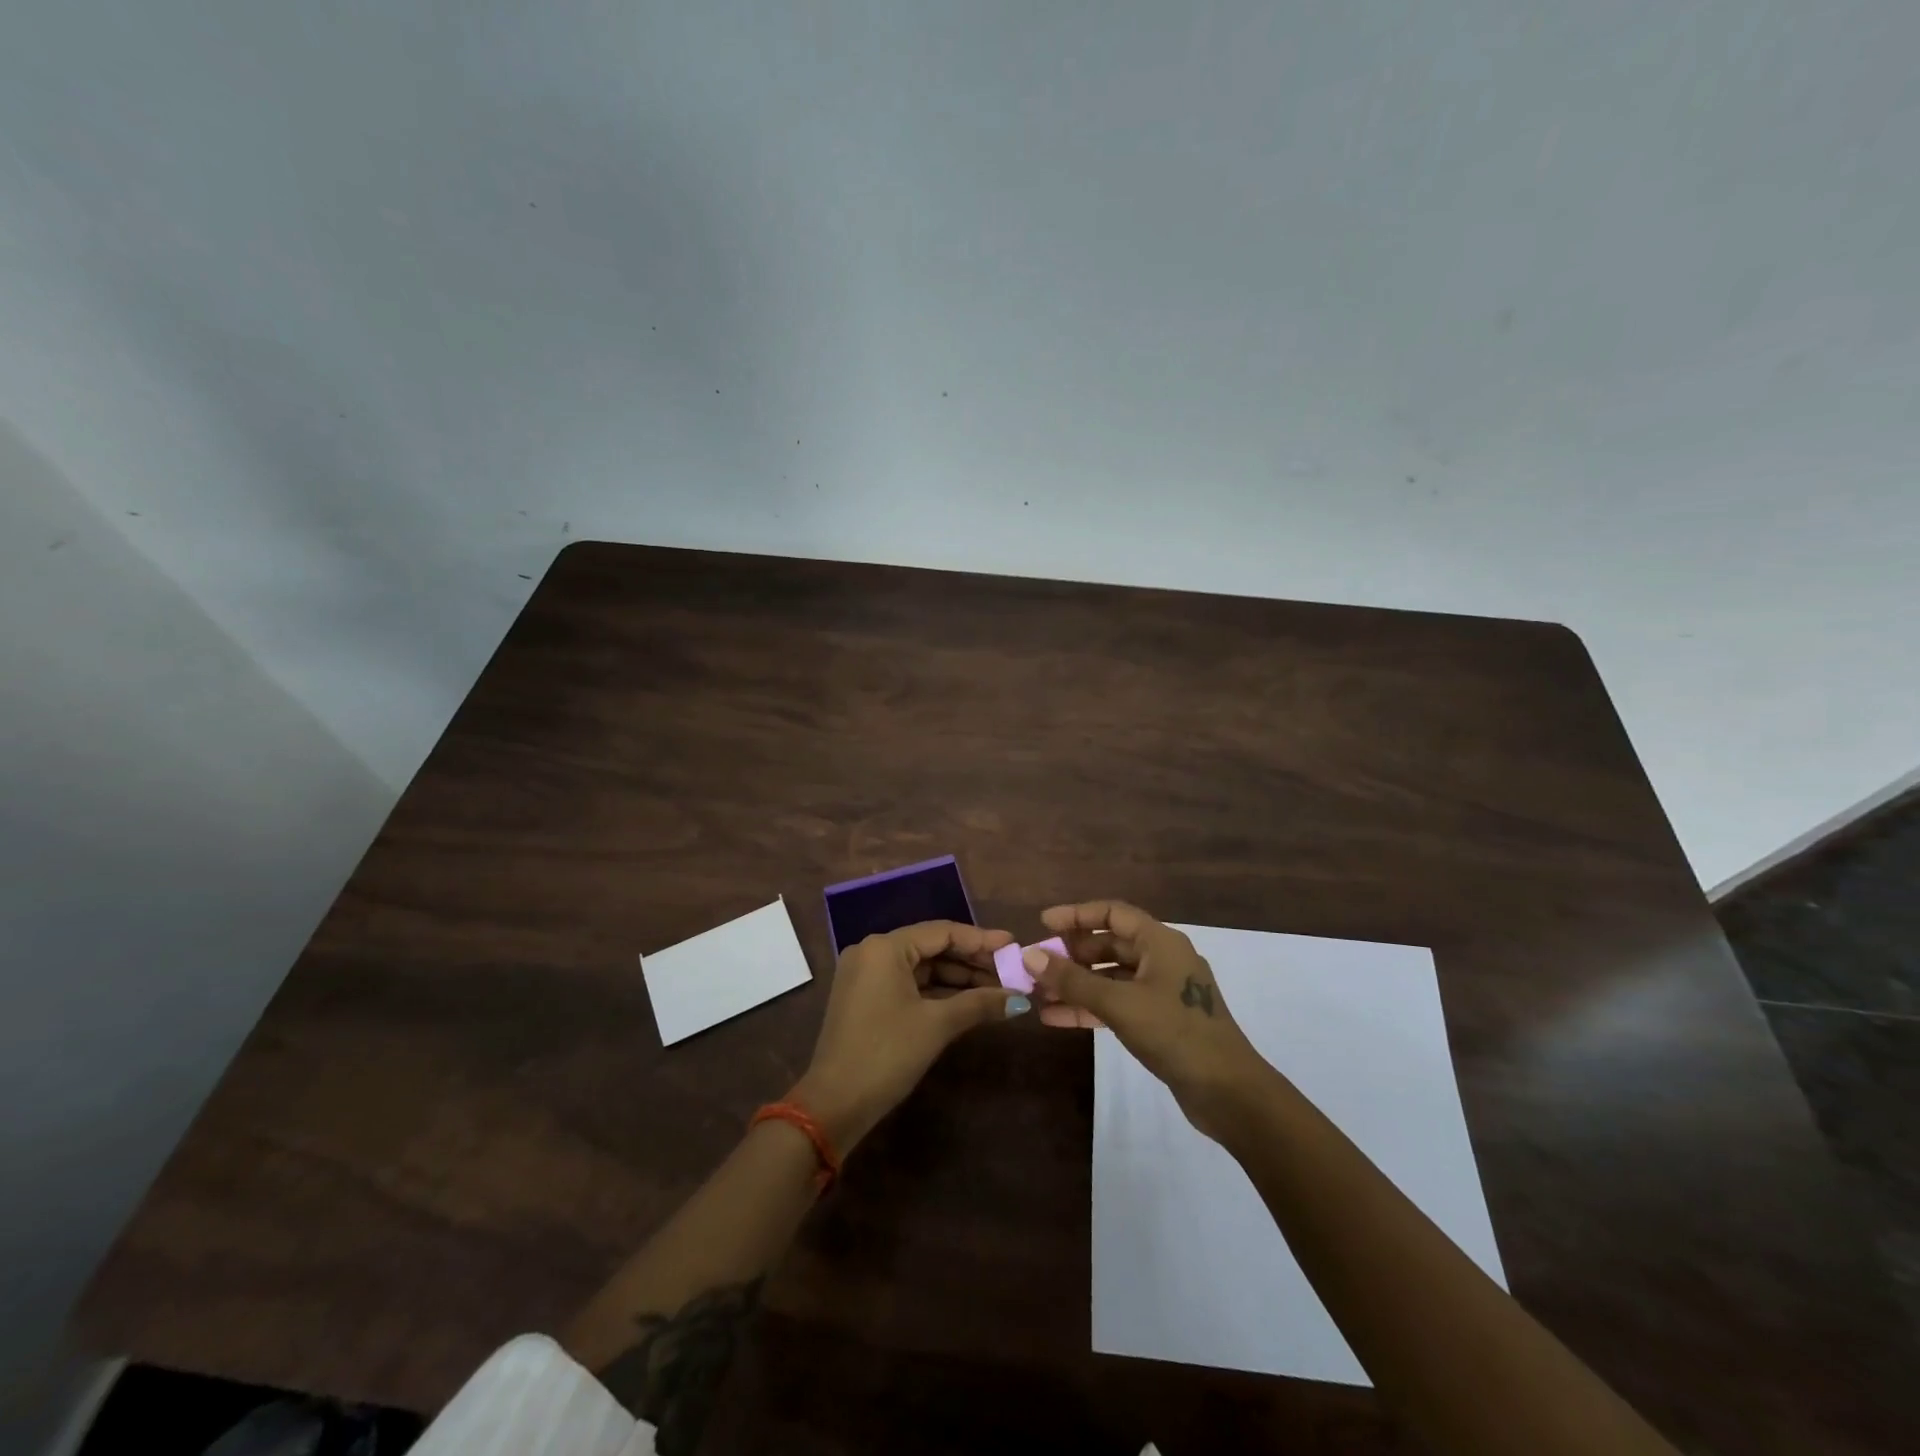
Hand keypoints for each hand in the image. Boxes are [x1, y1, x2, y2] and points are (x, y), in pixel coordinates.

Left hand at [794, 920, 1029, 1151]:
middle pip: (932, 947)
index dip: (981, 939)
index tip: (1013, 945)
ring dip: (958, 979)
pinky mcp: (867, 998)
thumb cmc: (886, 1054)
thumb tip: (1020, 1000)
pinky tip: (969, 1001)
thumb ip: (979, 1003)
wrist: (834, 1105)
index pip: (942, 932)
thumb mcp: (936, 1025)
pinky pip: (909, 984)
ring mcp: (867, 975)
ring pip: (922, 968)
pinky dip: (938, 992)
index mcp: (885, 947)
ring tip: (998, 988)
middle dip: (972, 961)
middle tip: (1011, 970)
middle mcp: (872, 952)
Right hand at [1025, 900, 1271, 1139]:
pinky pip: (1118, 1003)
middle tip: (1037, 965)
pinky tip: (1057, 1018)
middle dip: (1072, 954)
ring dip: (1076, 984)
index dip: (1076, 915)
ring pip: (1111, 977)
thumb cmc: (1175, 1033)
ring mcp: (1162, 991)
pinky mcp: (1160, 1021)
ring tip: (1038, 994)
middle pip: (1110, 945)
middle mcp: (1162, 959)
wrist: (1228, 1092)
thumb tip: (1030, 955)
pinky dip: (1090, 1007)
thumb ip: (1072, 980)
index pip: (1112, 913)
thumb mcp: (1119, 1003)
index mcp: (1160, 942)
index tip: (1043, 923)